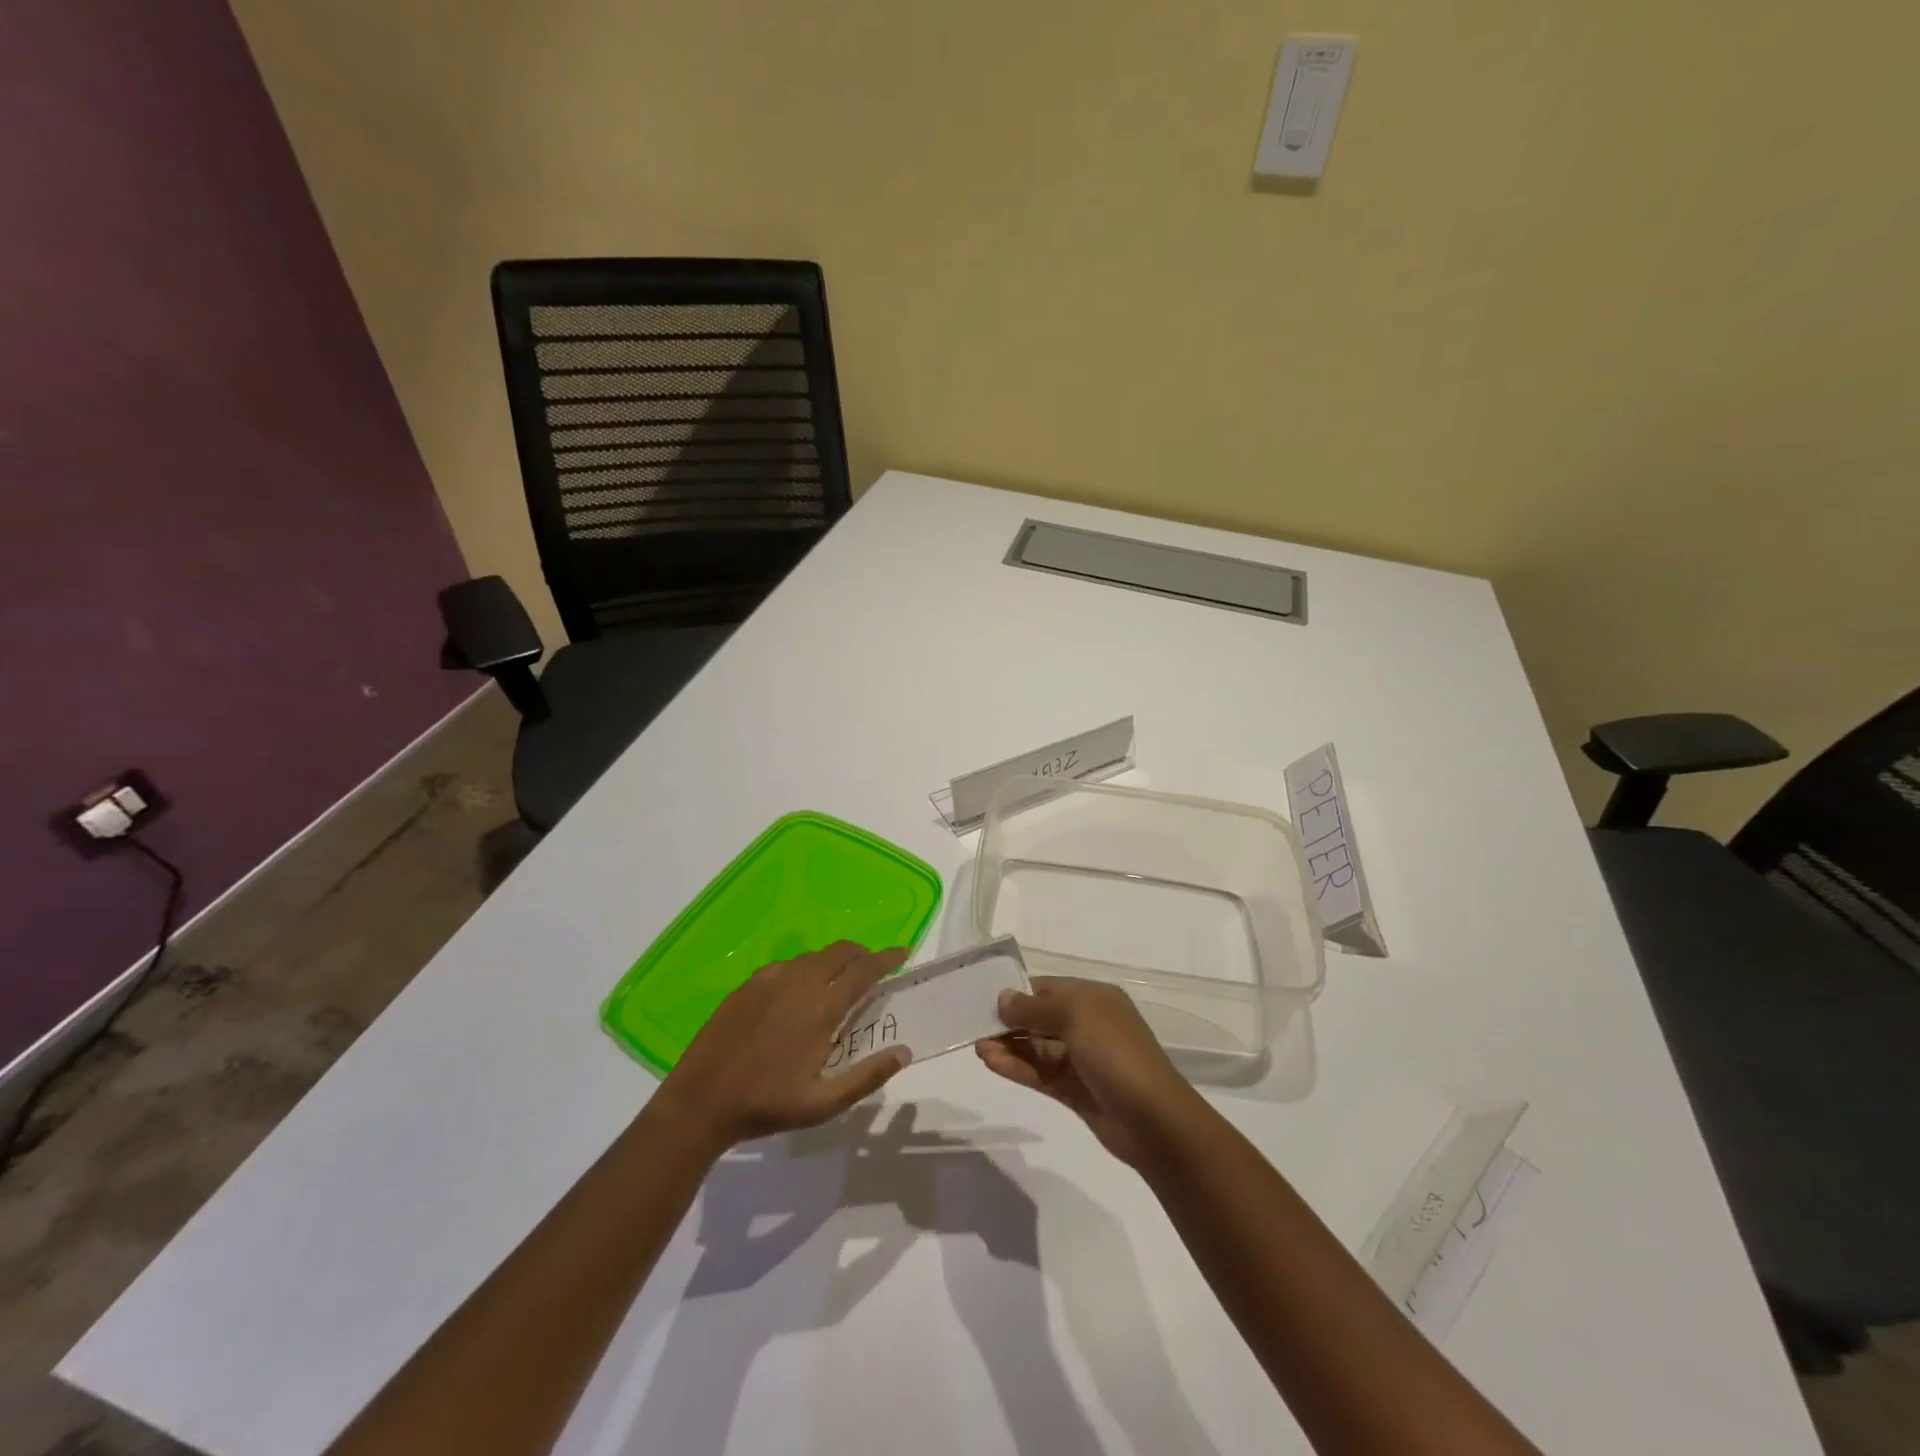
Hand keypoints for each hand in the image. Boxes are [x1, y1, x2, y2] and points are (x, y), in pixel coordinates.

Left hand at [653, 942, 912, 1150]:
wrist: (701, 1100)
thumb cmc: (767, 1104)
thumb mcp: (823, 1104)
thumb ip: (867, 1077)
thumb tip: (903, 1052)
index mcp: (822, 1007)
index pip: (864, 970)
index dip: (887, 958)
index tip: (903, 953)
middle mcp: (799, 982)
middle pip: (841, 951)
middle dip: (862, 954)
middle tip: (873, 969)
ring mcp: (770, 979)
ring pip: (813, 957)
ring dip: (834, 962)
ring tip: (837, 983)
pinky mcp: (748, 984)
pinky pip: (787, 966)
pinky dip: (805, 970)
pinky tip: (798, 994)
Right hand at [976, 976, 1200, 1166]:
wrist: (1154, 1121)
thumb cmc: (1116, 1054)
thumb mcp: (1076, 1016)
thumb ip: (1035, 1006)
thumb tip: (1003, 998)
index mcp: (1094, 999)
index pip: (1048, 988)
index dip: (1018, 993)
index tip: (984, 999)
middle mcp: (1088, 1025)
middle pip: (1040, 1017)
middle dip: (1009, 1021)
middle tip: (973, 1026)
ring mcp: (1081, 1060)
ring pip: (1037, 1048)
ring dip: (1009, 1046)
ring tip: (978, 1048)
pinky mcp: (1075, 1091)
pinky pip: (1040, 1073)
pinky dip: (1017, 1067)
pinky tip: (992, 1063)